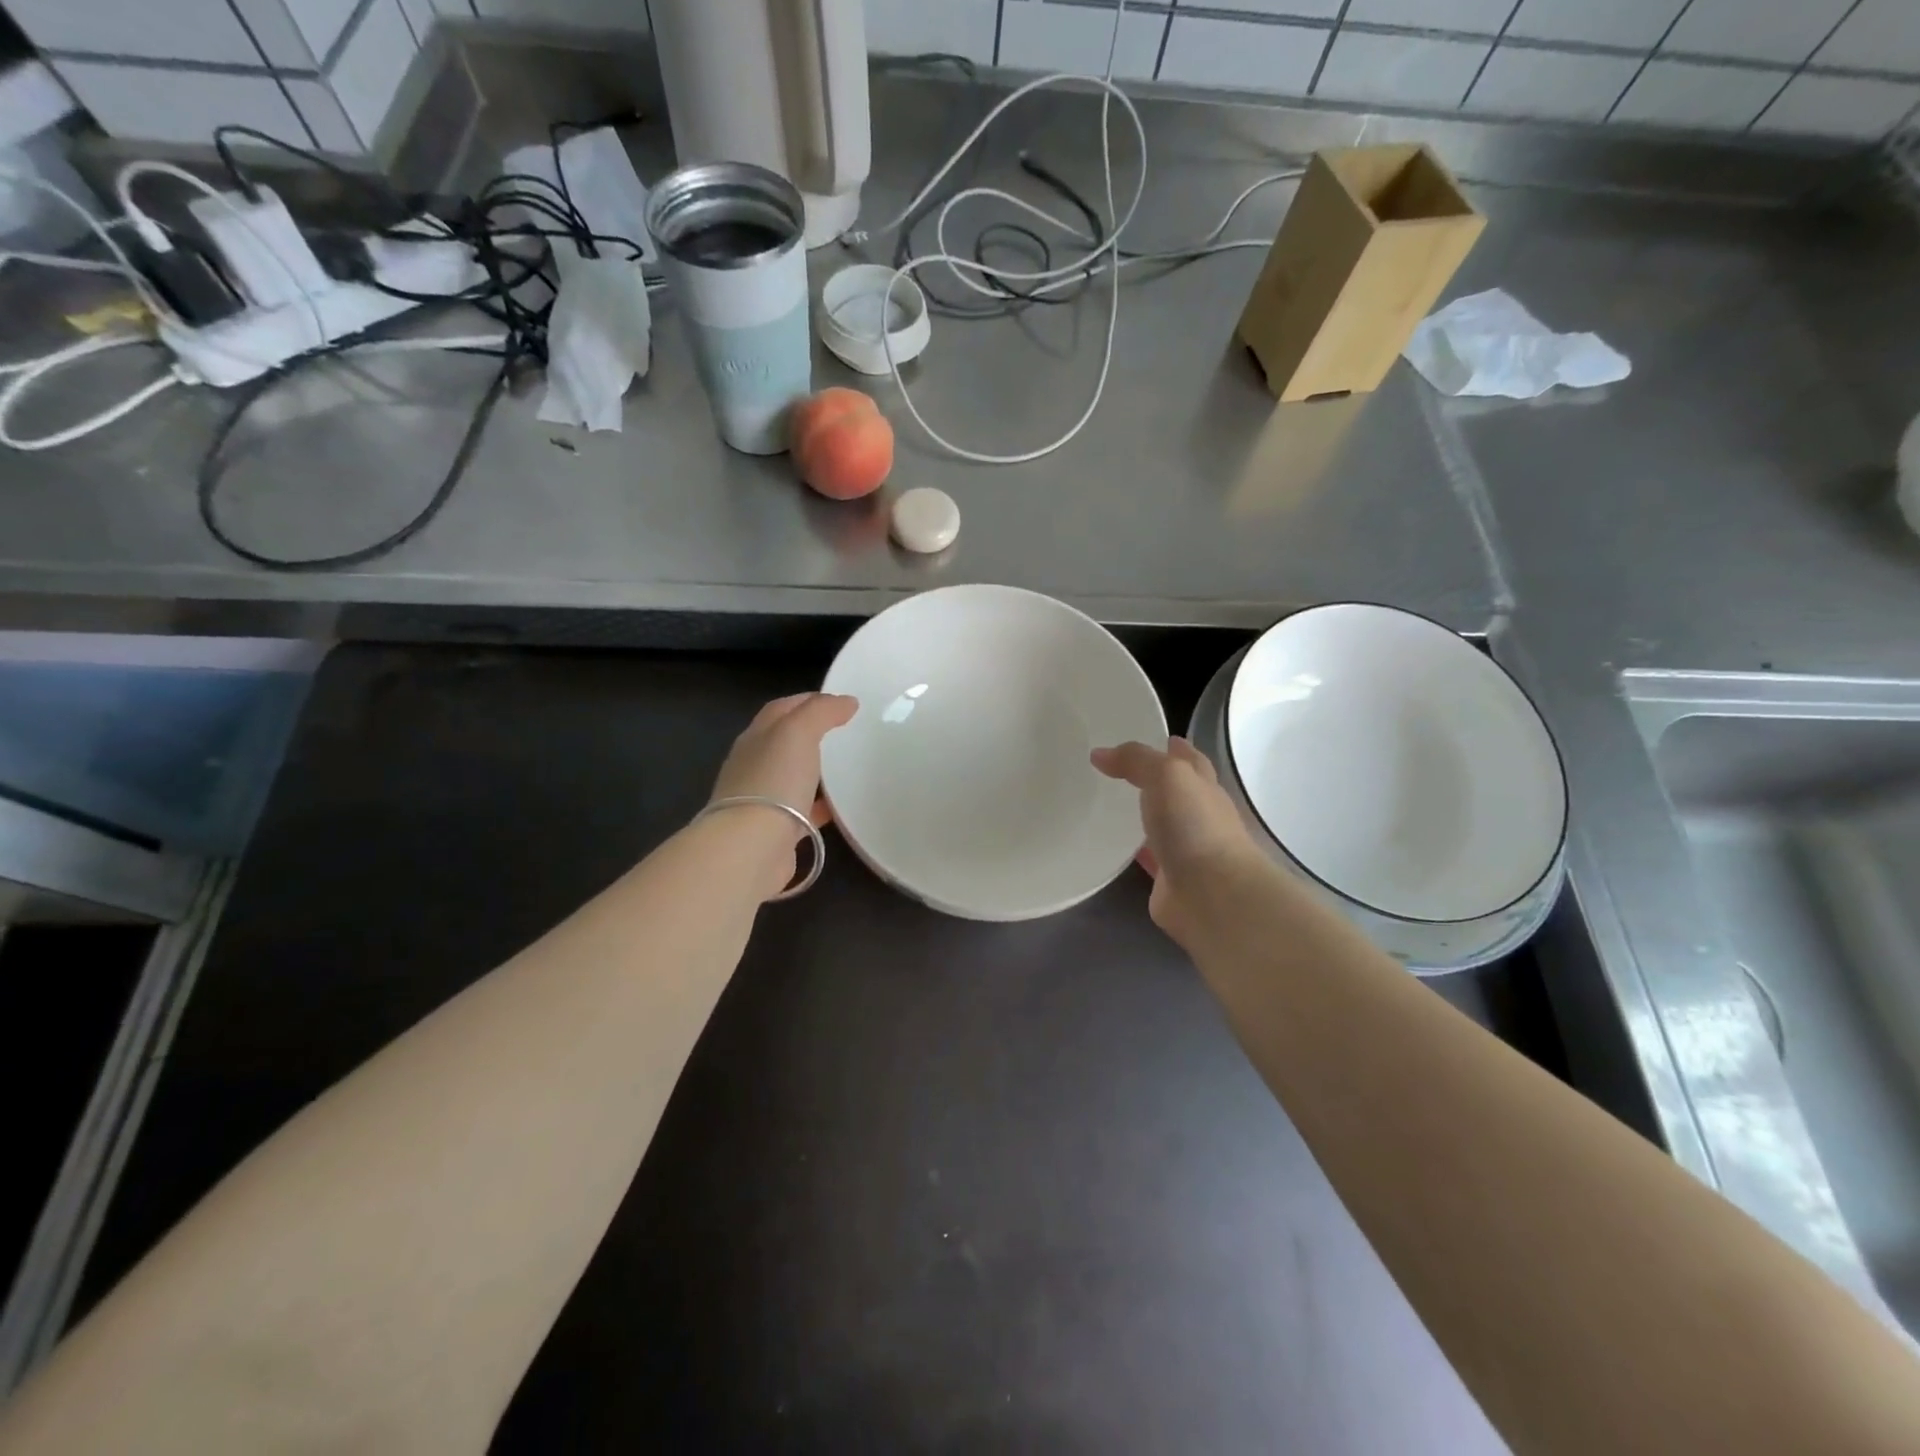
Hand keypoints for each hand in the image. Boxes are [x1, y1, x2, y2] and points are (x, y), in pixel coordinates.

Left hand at [708, 693, 857, 899]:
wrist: (752, 847)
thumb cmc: (774, 781)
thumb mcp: (798, 732)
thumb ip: (822, 712)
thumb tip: (846, 702)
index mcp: (755, 738)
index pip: (781, 709)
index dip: (808, 700)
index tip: (841, 702)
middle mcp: (753, 765)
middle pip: (784, 742)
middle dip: (811, 735)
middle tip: (846, 734)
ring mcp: (762, 799)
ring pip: (792, 777)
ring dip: (815, 771)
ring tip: (848, 769)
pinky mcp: (775, 830)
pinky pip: (802, 811)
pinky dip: (820, 805)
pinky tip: (841, 808)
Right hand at [1092, 737, 1266, 947]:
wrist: (1213, 895)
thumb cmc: (1195, 826)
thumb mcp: (1167, 776)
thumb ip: (1136, 760)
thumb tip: (1100, 754)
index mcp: (1204, 788)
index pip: (1191, 761)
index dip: (1176, 749)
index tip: (1159, 738)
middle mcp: (1198, 816)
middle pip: (1178, 793)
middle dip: (1159, 781)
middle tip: (1122, 770)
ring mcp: (1186, 850)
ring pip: (1161, 826)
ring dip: (1144, 817)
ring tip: (1110, 805)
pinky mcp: (1169, 880)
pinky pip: (1148, 858)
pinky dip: (1134, 851)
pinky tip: (1112, 847)